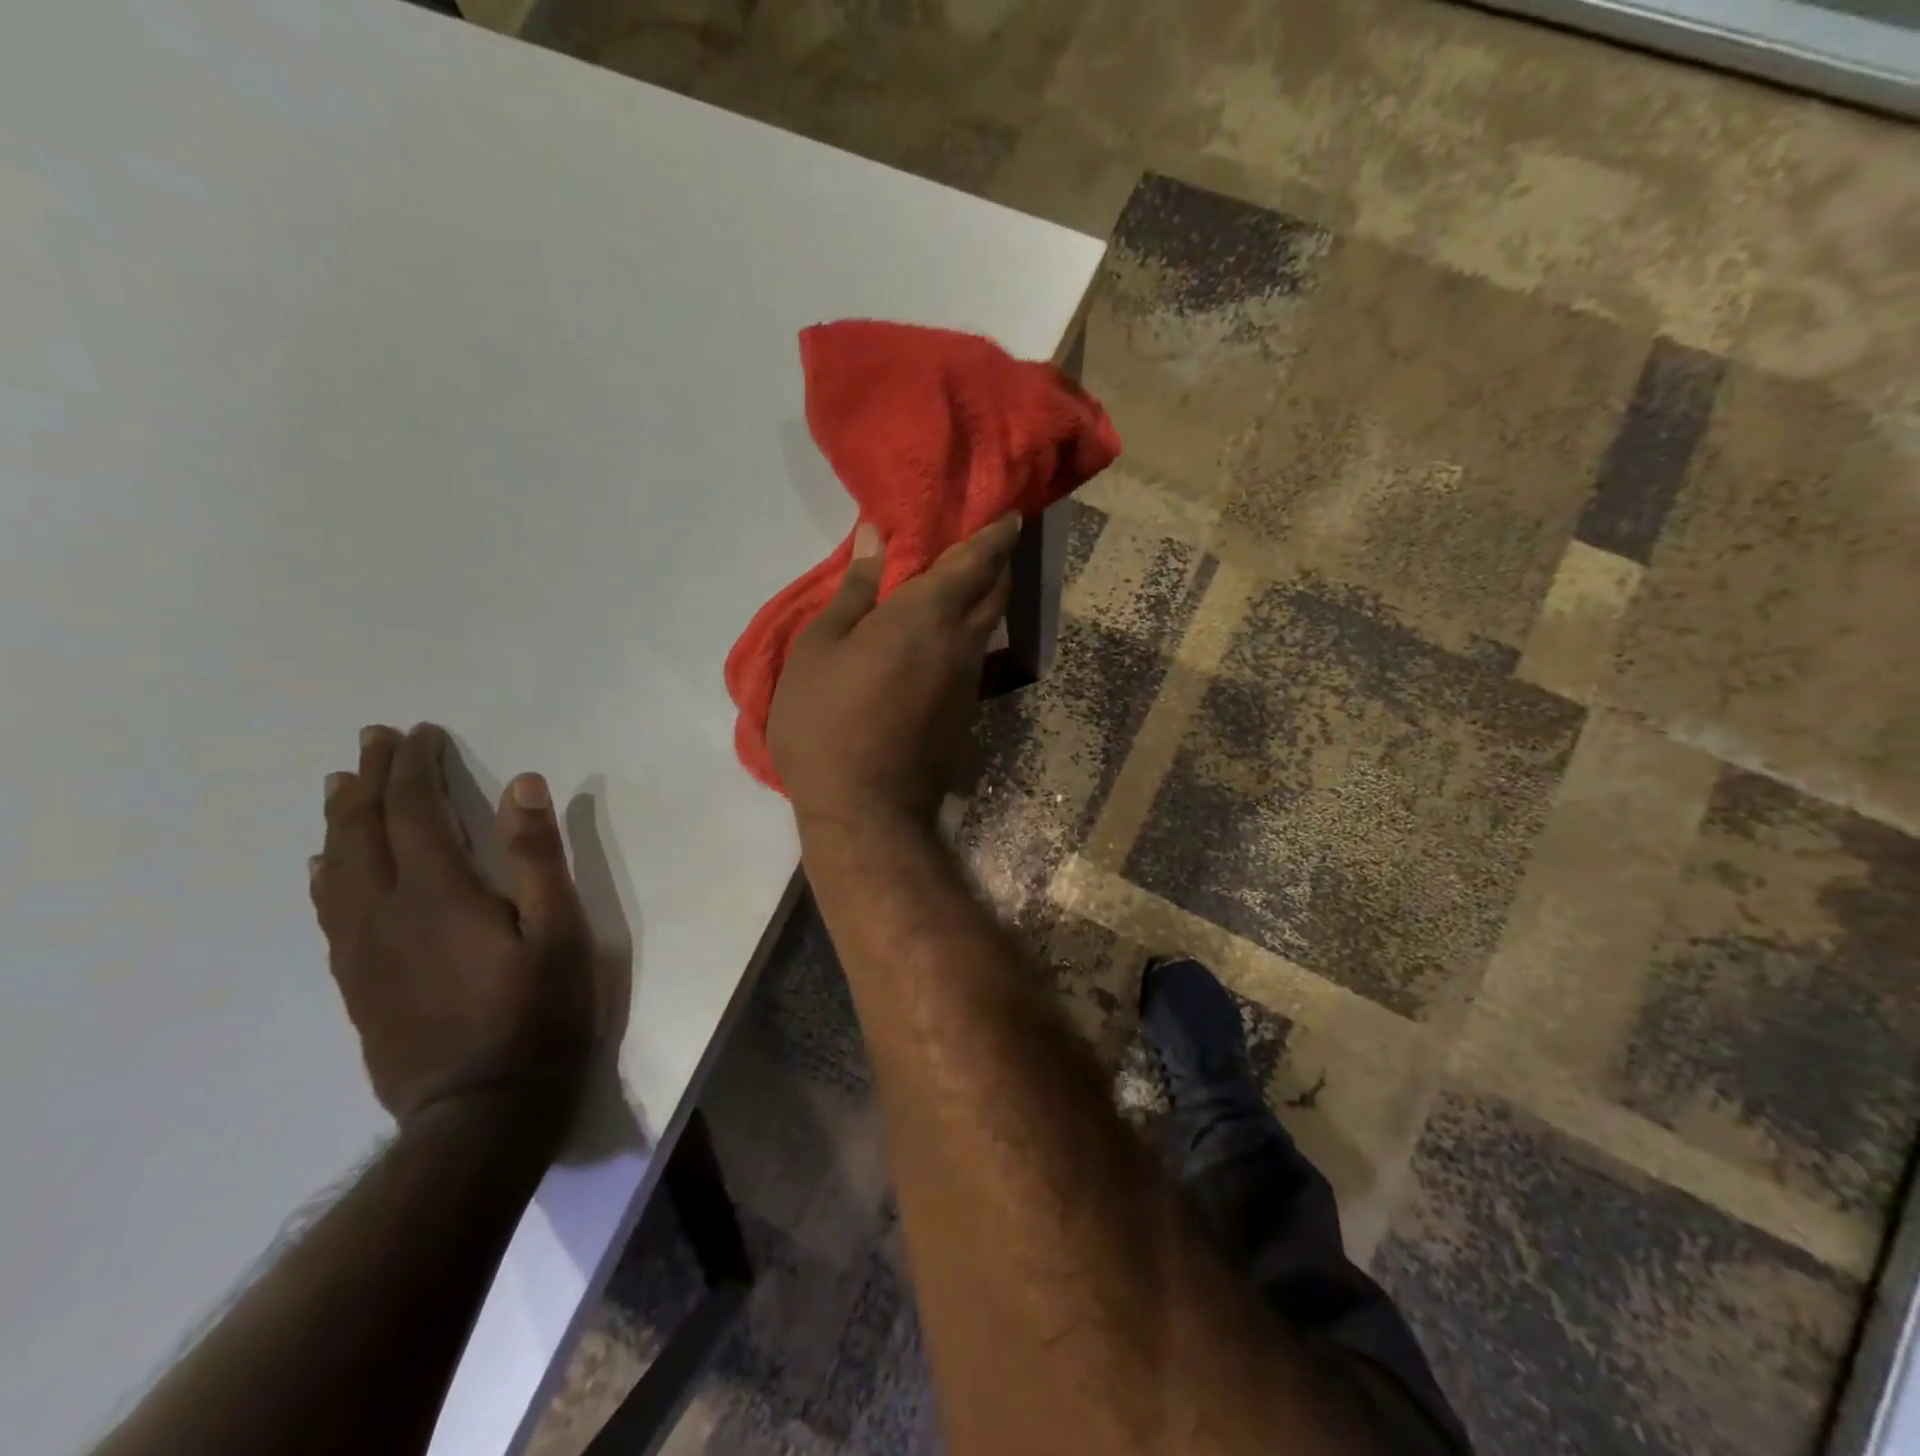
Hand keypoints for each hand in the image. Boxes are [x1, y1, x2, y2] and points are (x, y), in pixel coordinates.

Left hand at [310, 722, 596, 1135]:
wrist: (480, 1107)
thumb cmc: (538, 1011)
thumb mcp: (559, 929)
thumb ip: (538, 855)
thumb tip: (522, 783)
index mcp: (438, 892)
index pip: (416, 811)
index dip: (416, 767)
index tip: (421, 733)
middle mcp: (385, 910)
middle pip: (367, 830)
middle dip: (372, 780)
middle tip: (375, 740)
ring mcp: (362, 948)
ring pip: (337, 867)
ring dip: (340, 819)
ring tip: (340, 786)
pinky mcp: (357, 979)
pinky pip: (328, 910)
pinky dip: (325, 873)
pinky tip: (324, 866)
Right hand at [768, 514, 1020, 830]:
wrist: (866, 810)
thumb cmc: (828, 723)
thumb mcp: (820, 649)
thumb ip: (854, 591)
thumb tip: (876, 539)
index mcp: (926, 614)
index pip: (976, 560)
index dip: (996, 533)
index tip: (1010, 514)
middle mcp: (961, 643)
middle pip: (994, 591)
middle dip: (996, 562)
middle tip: (985, 543)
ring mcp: (968, 683)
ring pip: (985, 627)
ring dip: (981, 601)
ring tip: (957, 586)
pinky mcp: (965, 715)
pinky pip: (970, 659)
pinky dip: (963, 636)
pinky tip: (937, 642)